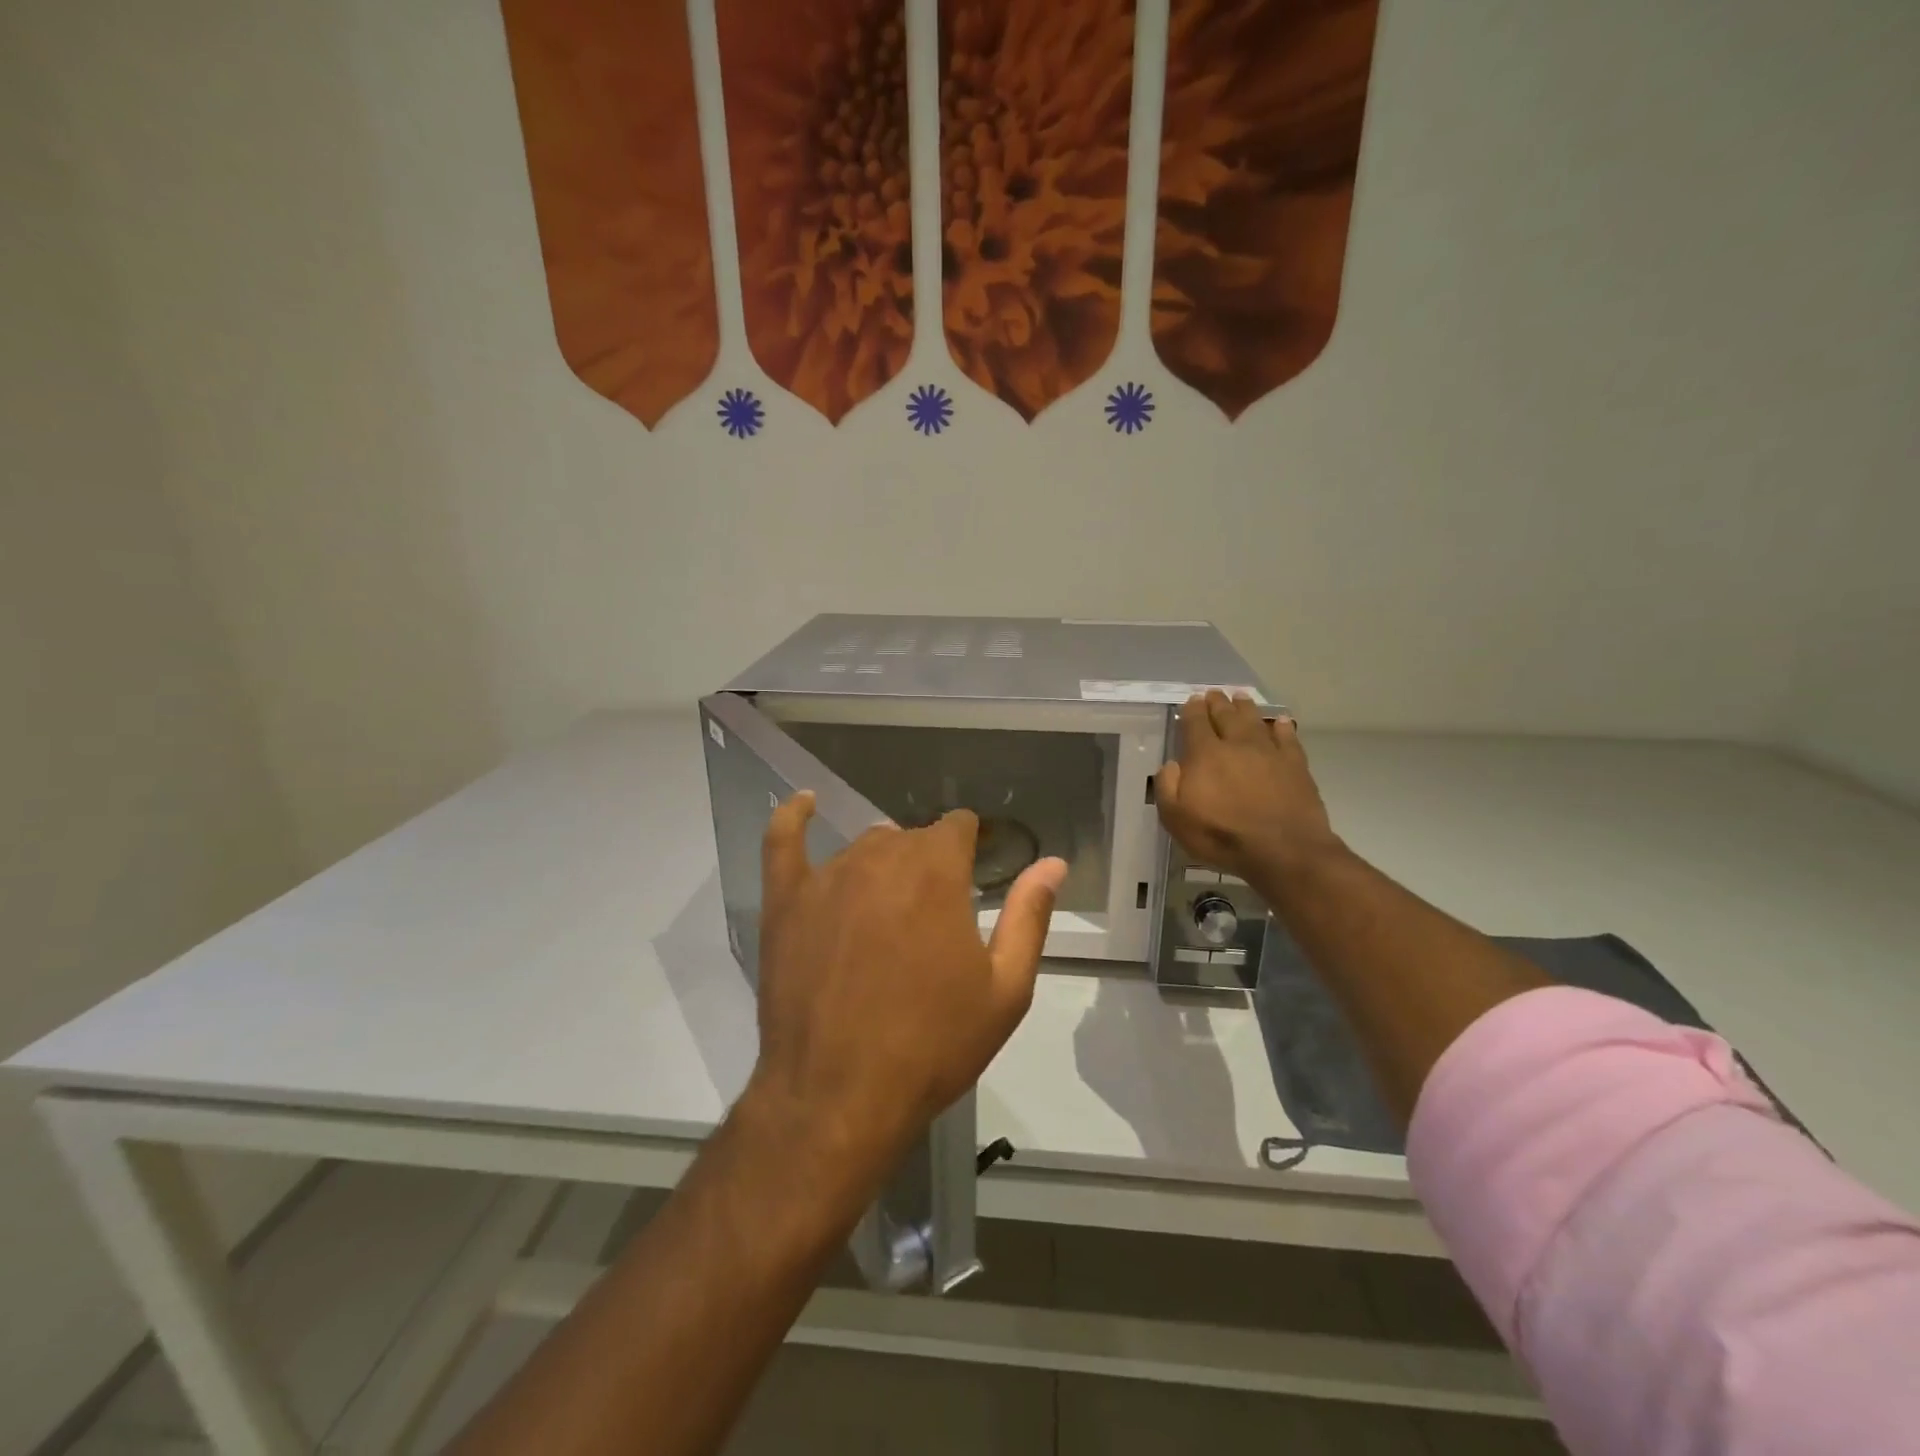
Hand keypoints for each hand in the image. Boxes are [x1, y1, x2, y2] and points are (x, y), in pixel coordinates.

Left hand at [746, 794, 1066, 1184]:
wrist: (839, 1097)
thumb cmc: (933, 1044)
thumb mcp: (1005, 989)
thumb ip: (1029, 916)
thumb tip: (1052, 863)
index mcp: (937, 870)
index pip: (958, 827)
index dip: (969, 848)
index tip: (972, 876)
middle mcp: (882, 857)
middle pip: (912, 839)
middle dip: (929, 866)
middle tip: (932, 922)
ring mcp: (827, 876)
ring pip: (864, 847)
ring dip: (884, 866)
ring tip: (886, 913)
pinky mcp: (785, 901)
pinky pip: (783, 842)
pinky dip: (793, 817)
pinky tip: (803, 803)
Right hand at [1155, 691, 1343, 893]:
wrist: (1283, 850)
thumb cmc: (1222, 836)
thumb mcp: (1177, 819)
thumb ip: (1168, 787)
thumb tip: (1171, 765)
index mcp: (1205, 755)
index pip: (1195, 723)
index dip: (1191, 710)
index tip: (1191, 700)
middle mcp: (1237, 745)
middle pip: (1225, 716)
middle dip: (1217, 703)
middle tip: (1214, 693)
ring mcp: (1269, 752)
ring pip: (1254, 721)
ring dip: (1245, 707)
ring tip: (1240, 697)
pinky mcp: (1295, 765)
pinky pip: (1287, 738)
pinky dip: (1282, 727)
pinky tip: (1280, 722)